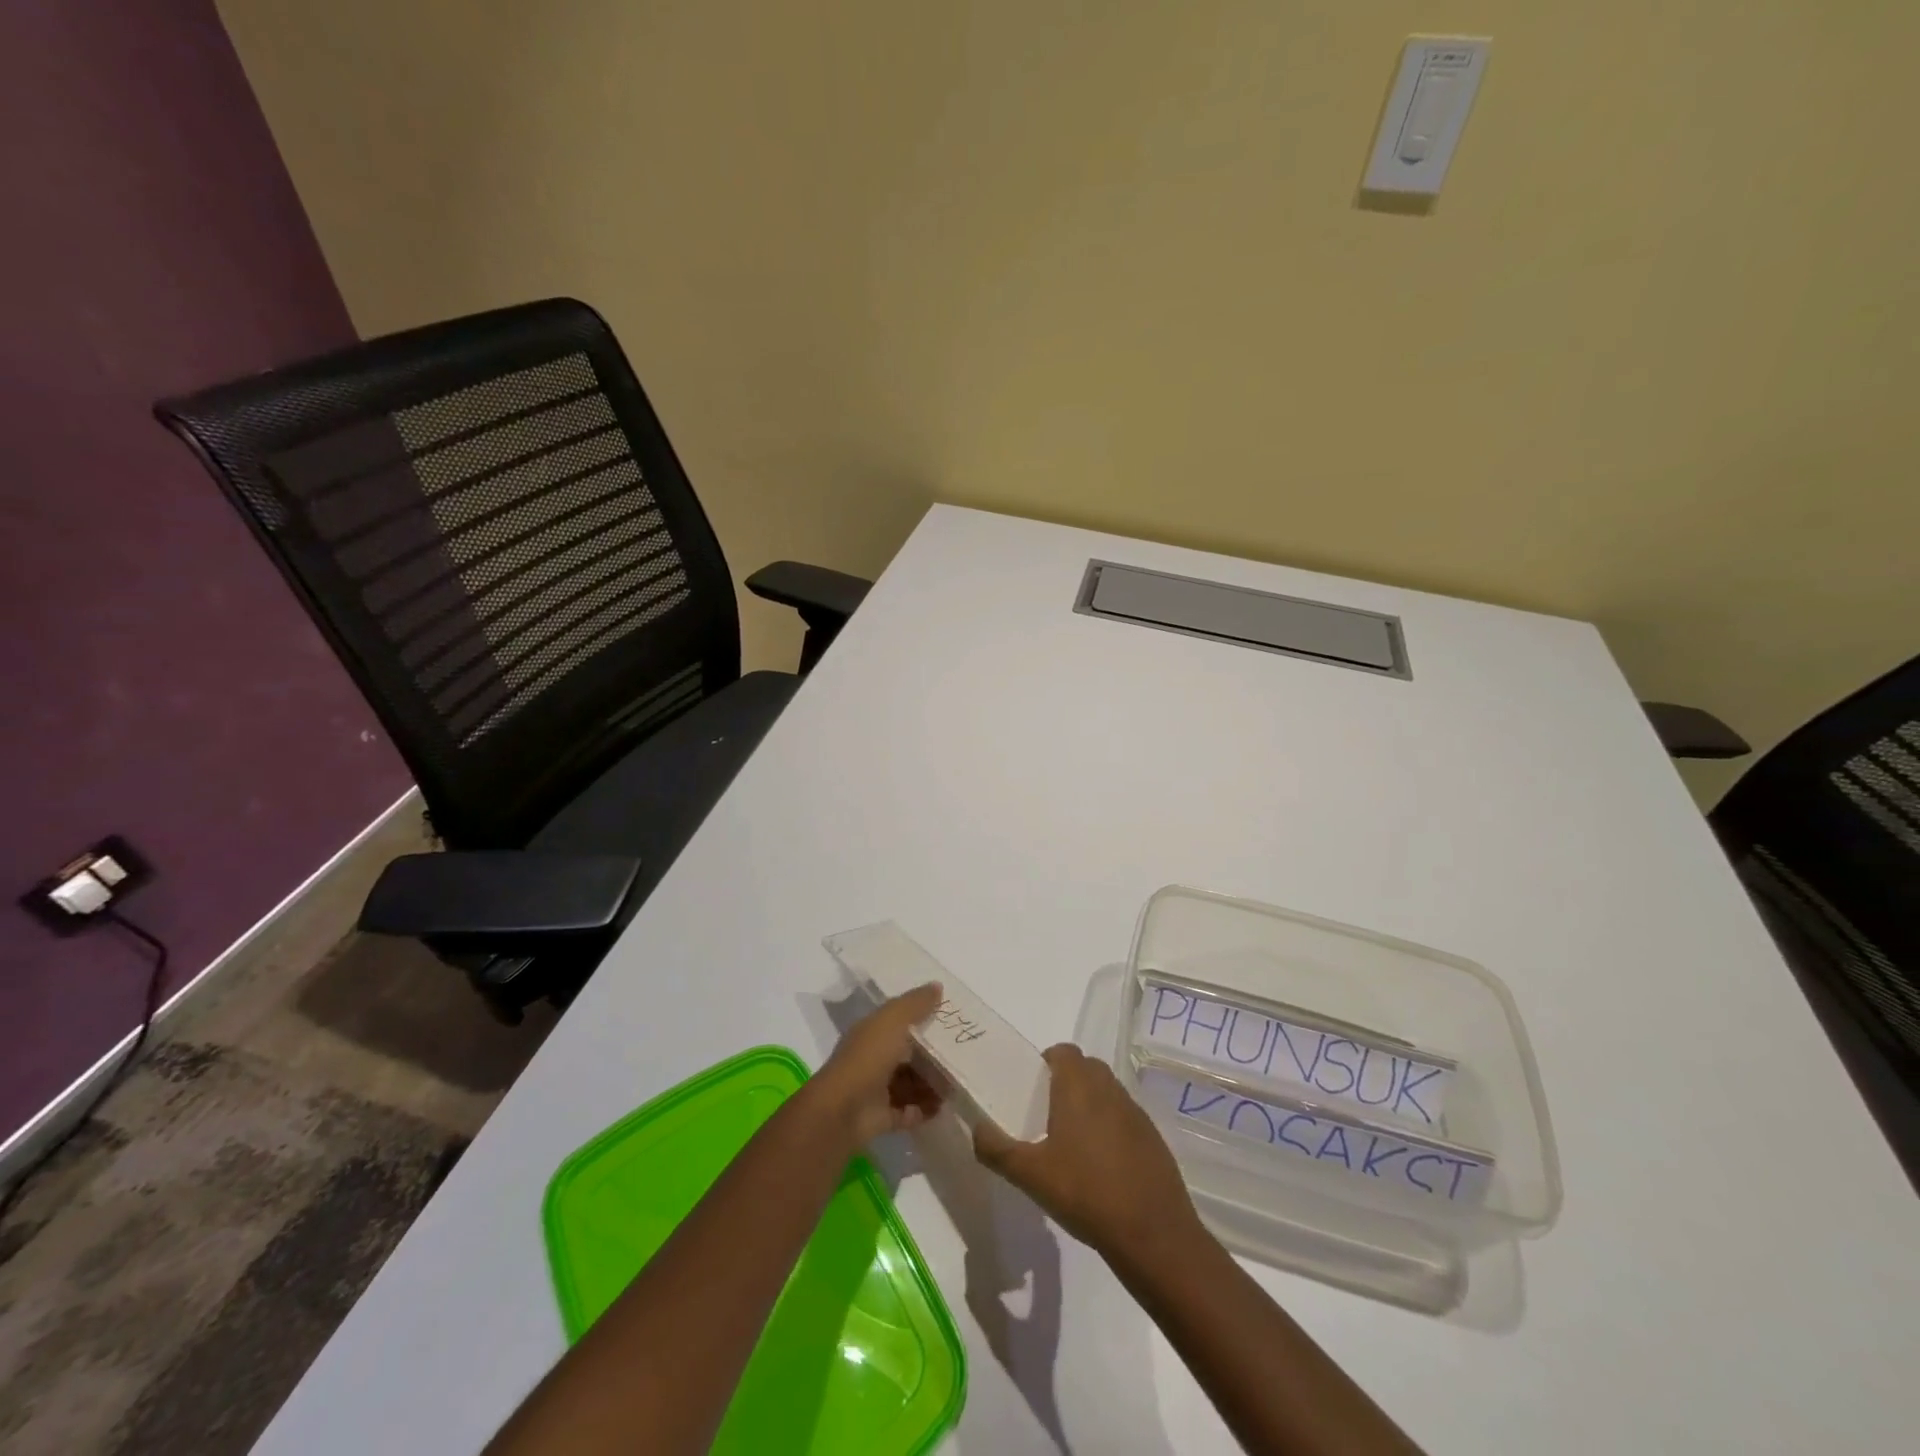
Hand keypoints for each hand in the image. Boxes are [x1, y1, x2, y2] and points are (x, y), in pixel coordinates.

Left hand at [810, 984, 945, 1147]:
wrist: (843, 1110)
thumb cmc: (868, 1057)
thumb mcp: (893, 1020)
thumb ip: (915, 1003)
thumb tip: (937, 985)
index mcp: (873, 1032)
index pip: (899, 1021)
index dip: (922, 1017)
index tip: (950, 1018)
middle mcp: (874, 1058)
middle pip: (908, 1054)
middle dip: (933, 1055)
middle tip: (962, 1054)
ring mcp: (877, 1089)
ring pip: (910, 1083)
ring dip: (931, 1084)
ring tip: (958, 1082)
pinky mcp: (883, 1117)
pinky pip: (909, 1111)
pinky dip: (925, 1109)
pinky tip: (944, 1106)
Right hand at [974, 1044, 1201, 1266]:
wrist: (1152, 1233)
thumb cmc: (1085, 1193)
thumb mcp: (1030, 1175)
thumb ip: (997, 1149)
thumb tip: (975, 1129)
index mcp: (1078, 1086)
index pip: (1063, 1051)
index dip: (1047, 1061)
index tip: (1032, 1087)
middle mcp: (1109, 1088)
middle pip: (1086, 1067)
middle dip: (1067, 1081)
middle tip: (1047, 1113)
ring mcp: (1135, 1111)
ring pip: (1107, 1090)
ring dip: (1090, 1103)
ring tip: (1071, 1140)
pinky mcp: (1152, 1136)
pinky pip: (1124, 1116)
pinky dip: (1110, 1126)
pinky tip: (1101, 1164)